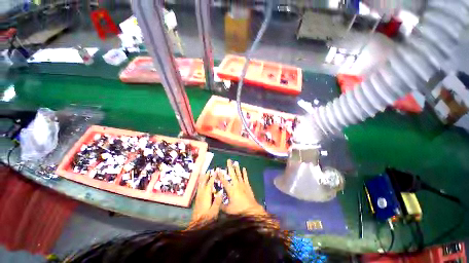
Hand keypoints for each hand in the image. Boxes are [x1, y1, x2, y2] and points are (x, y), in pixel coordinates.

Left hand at [191, 170, 222, 224]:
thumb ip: (217, 201)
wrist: (196, 226)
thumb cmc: (206, 219)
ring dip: (203, 179)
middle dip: (206, 176)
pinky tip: (201, 184)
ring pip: (200, 185)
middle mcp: (201, 194)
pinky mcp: (197, 200)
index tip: (215, 172)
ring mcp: (198, 197)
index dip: (212, 177)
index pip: (209, 184)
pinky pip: (199, 188)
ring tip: (205, 174)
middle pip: (203, 183)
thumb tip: (221, 192)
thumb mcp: (214, 211)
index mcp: (206, 196)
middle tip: (209, 171)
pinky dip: (200, 184)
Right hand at [218, 160, 265, 215]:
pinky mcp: (247, 185)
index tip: (218, 169)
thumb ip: (221, 205)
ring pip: (239, 174)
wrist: (251, 209)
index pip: (224, 181)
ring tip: (235, 162)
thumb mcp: (228, 209)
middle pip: (232, 174)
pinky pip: (245, 177)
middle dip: (230, 167)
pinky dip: (244, 172)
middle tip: (228, 160)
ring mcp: (242, 184)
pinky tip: (244, 168)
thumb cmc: (239, 209)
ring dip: (237, 168)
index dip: (220, 175)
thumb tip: (216, 201)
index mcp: (231, 190)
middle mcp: (236, 184)